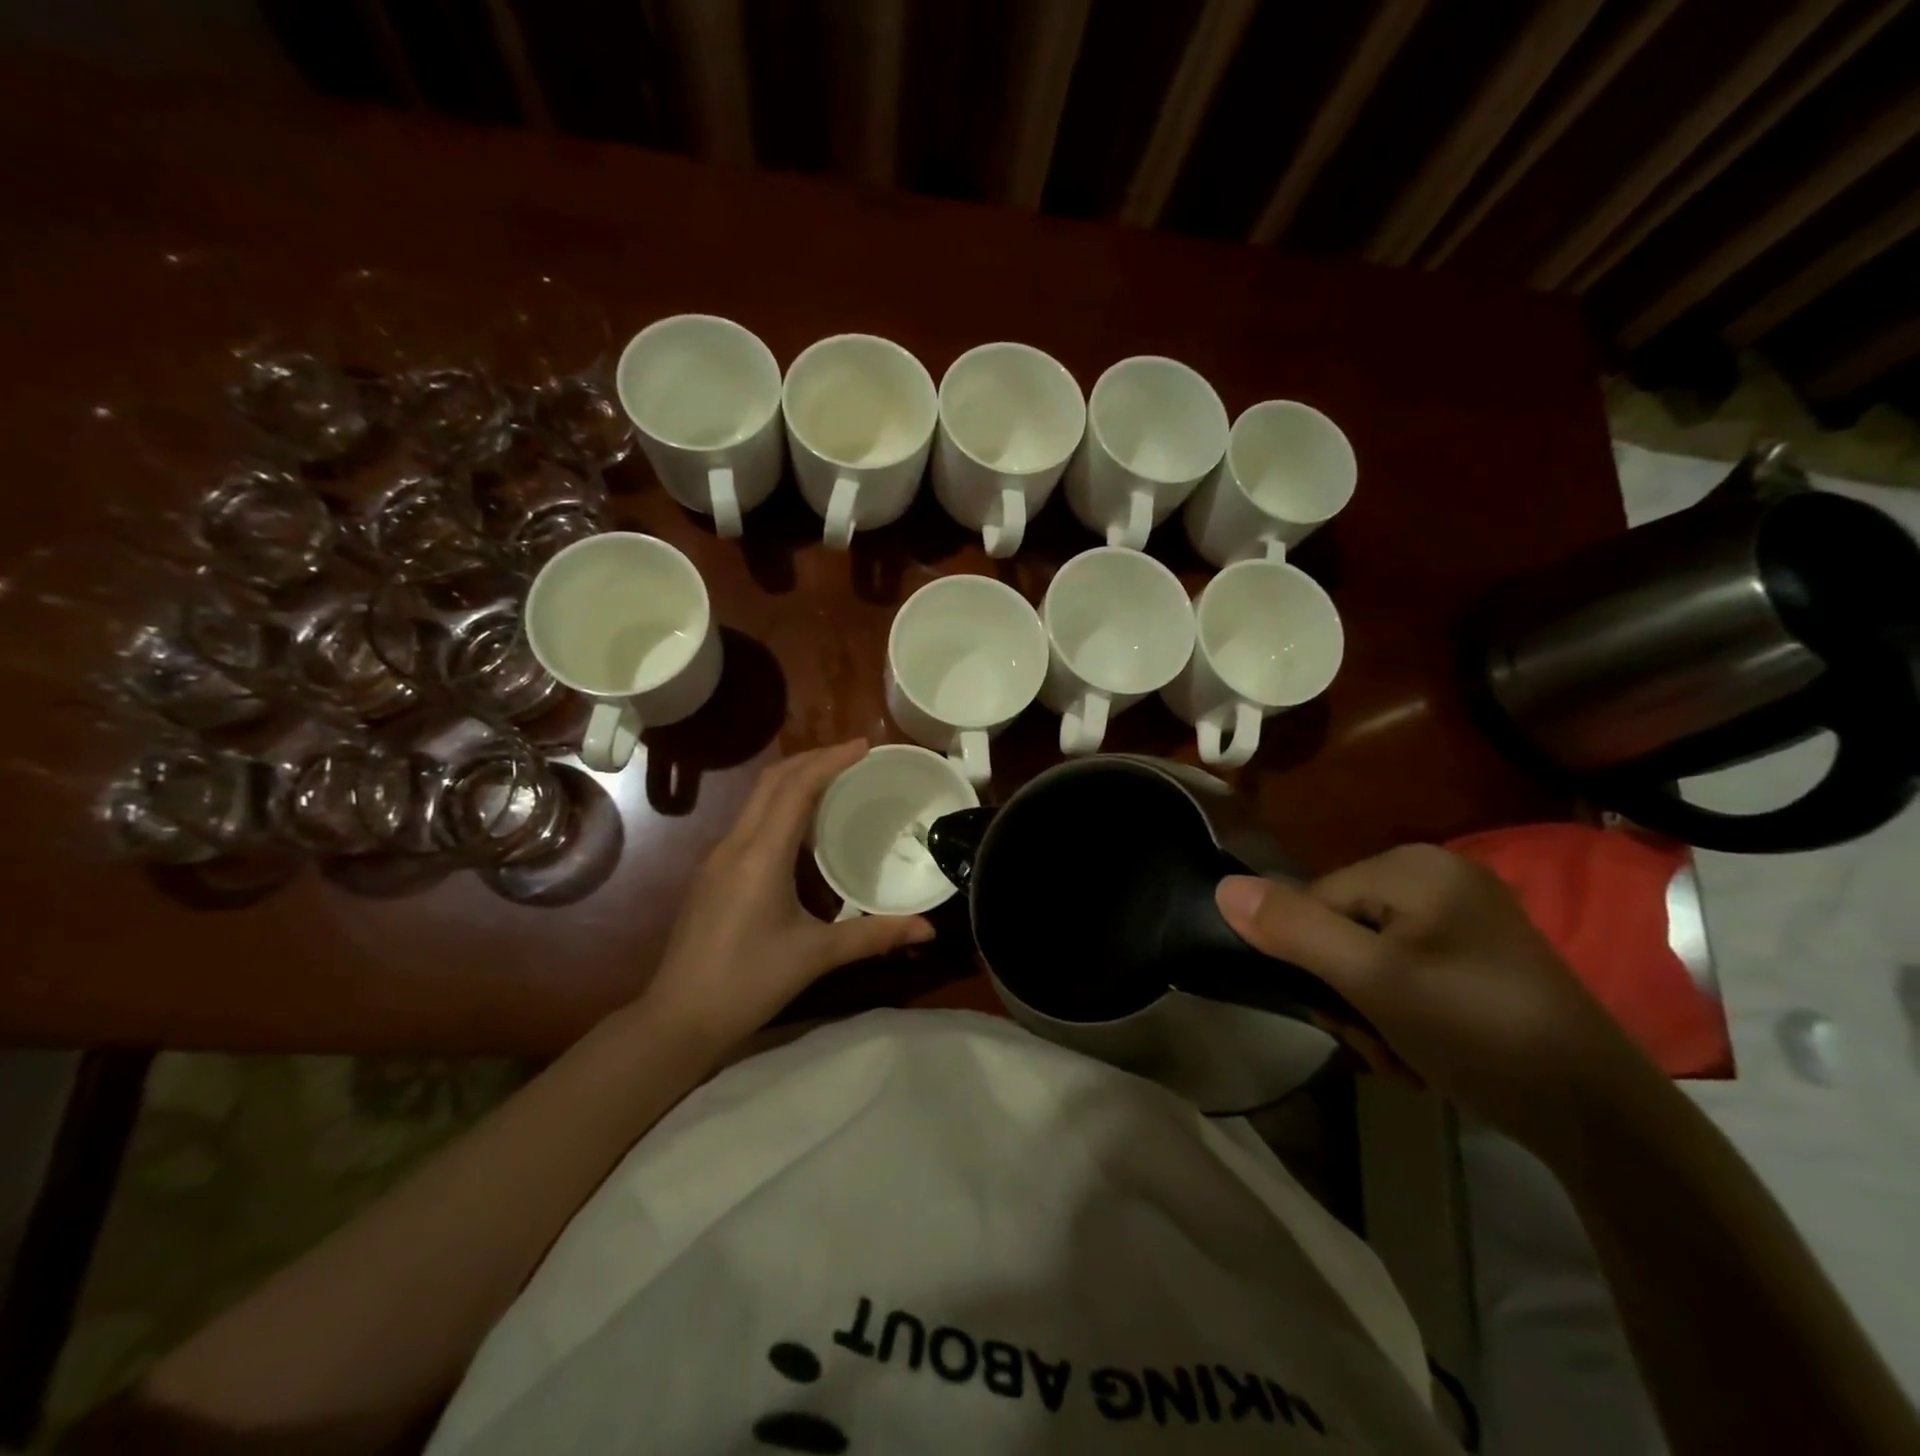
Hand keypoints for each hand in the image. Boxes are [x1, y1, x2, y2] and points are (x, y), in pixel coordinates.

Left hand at [640, 740, 934, 1049]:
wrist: (678, 1018)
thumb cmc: (748, 983)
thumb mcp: (816, 956)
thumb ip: (874, 935)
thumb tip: (929, 927)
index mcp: (761, 855)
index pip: (796, 788)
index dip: (831, 760)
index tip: (865, 746)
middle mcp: (735, 844)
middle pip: (772, 781)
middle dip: (813, 759)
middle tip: (854, 756)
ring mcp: (718, 857)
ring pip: (758, 799)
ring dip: (795, 780)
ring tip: (836, 781)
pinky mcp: (713, 874)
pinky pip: (751, 822)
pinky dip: (781, 807)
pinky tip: (804, 830)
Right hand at [1216, 846, 1662, 1154]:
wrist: (1602, 1117)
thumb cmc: (1476, 1031)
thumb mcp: (1372, 980)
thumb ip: (1294, 930)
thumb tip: (1222, 887)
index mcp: (1413, 865)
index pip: (1315, 898)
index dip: (1312, 959)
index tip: (1342, 1016)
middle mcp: (1439, 876)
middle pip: (1342, 928)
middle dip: (1346, 992)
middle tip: (1378, 1041)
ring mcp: (1465, 916)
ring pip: (1370, 956)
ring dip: (1371, 1011)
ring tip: (1405, 1056)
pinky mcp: (1482, 956)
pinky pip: (1408, 970)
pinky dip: (1404, 1013)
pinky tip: (1426, 1052)